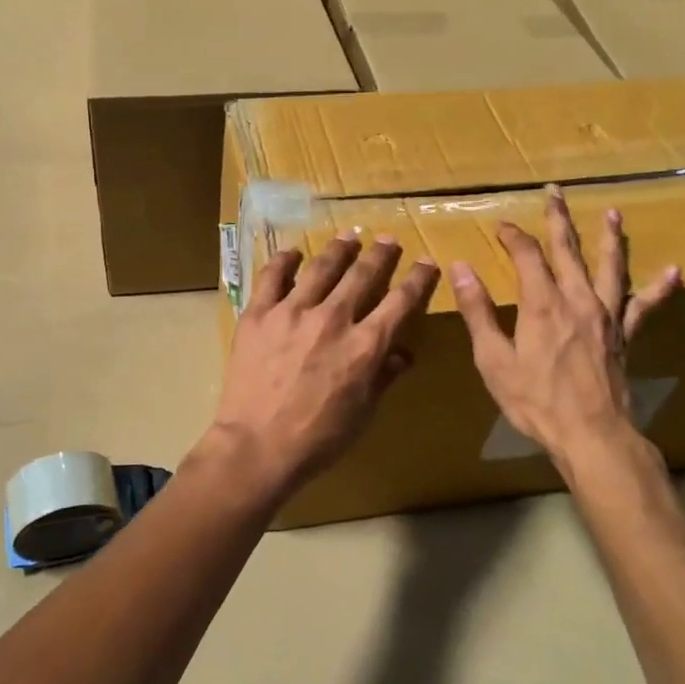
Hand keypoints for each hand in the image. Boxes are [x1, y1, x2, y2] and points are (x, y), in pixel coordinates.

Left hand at [209, 234, 438, 500]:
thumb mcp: (363, 413)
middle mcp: (333, 319)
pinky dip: (284, 260)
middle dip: (381, 254)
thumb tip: (403, 353)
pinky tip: (293, 252)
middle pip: (363, 274)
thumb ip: (383, 377)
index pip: (401, 301)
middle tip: (389, 240)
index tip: (427, 263)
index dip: (418, 279)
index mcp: (365, 345)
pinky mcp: (259, 314)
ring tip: (349, 237)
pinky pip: (272, 276)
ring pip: (322, 267)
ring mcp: (293, 312)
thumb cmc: (317, 439)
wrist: (257, 446)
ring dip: (339, 249)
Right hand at [449, 186, 680, 469]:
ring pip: (610, 266)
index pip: (527, 255)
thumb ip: (478, 312)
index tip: (501, 226)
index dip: (513, 236)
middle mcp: (578, 299)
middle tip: (555, 192)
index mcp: (543, 303)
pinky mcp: (625, 335)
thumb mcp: (493, 360)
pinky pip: (645, 306)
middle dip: (558, 219)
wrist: (592, 435)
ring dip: (610, 238)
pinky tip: (674, 272)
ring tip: (613, 213)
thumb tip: (461, 269)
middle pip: (568, 249)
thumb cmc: (536, 401)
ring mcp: (607, 315)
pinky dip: (659, 288)